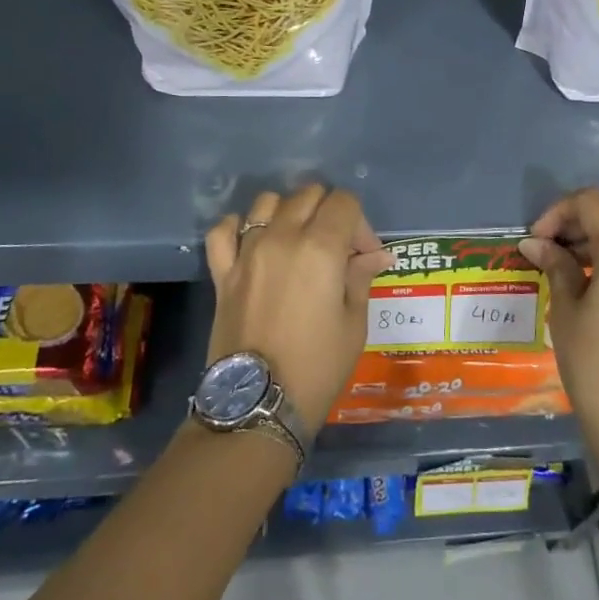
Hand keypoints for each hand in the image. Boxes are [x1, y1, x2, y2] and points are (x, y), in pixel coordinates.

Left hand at [205, 184, 393, 436]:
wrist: (258, 404)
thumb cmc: (317, 367)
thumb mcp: (353, 323)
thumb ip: (360, 277)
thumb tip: (375, 255)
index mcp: (320, 248)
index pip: (344, 202)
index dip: (359, 223)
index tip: (363, 255)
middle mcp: (282, 237)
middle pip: (308, 195)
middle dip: (328, 213)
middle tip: (336, 249)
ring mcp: (247, 252)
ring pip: (267, 202)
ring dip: (288, 212)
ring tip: (297, 241)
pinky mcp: (222, 272)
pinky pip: (224, 230)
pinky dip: (239, 227)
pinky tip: (252, 241)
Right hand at [520, 189, 598, 491]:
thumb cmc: (596, 367)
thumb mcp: (566, 312)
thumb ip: (556, 266)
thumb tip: (536, 244)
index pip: (593, 203)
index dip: (559, 211)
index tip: (537, 238)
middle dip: (595, 207)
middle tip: (564, 233)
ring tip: (573, 256)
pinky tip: (595, 276)